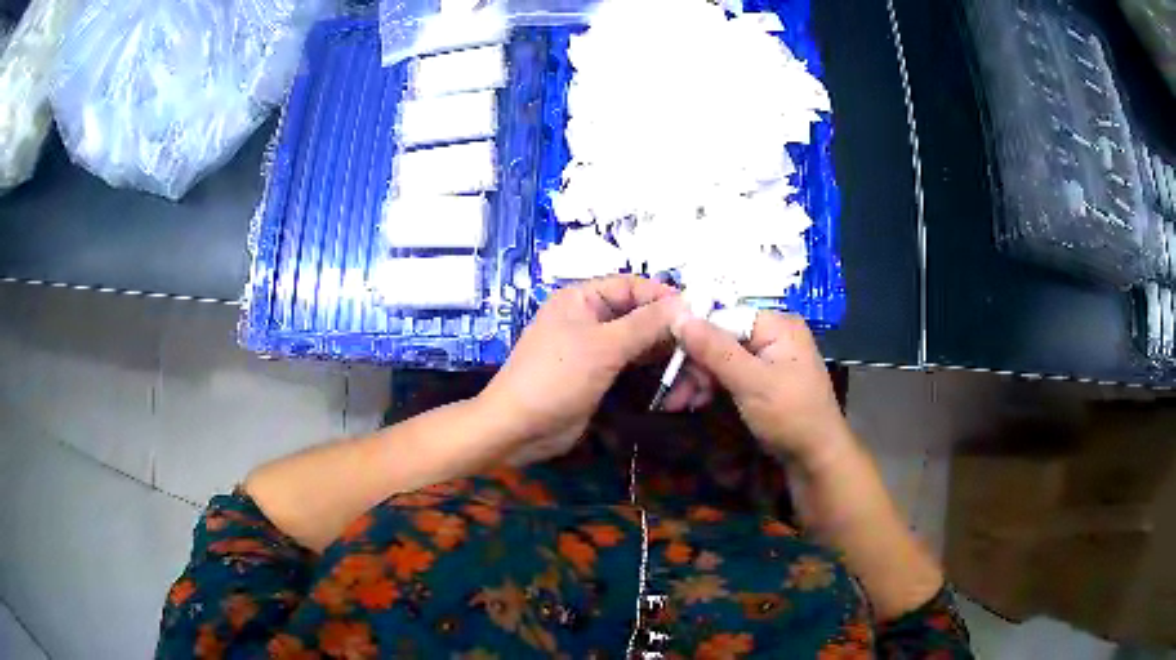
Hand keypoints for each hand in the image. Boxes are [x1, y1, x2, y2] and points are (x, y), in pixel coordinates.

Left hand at [480, 276, 685, 464]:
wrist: (518, 429)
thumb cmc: (554, 378)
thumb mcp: (602, 347)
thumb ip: (645, 324)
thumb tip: (686, 304)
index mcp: (582, 298)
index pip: (633, 287)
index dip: (665, 299)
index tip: (700, 316)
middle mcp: (591, 318)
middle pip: (643, 317)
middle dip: (673, 338)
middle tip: (705, 358)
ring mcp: (597, 349)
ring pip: (643, 346)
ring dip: (670, 362)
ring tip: (697, 385)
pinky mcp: (602, 376)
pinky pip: (636, 368)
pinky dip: (658, 377)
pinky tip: (679, 393)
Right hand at [675, 310, 850, 467]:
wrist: (816, 459)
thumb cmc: (790, 415)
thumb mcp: (751, 382)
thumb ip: (715, 350)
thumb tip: (679, 316)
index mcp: (777, 325)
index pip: (725, 316)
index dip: (695, 335)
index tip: (668, 358)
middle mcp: (773, 335)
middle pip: (721, 338)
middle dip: (695, 365)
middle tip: (674, 394)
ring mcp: (768, 358)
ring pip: (721, 358)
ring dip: (698, 379)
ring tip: (678, 404)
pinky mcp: (762, 379)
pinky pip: (730, 374)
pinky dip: (712, 387)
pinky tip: (695, 402)